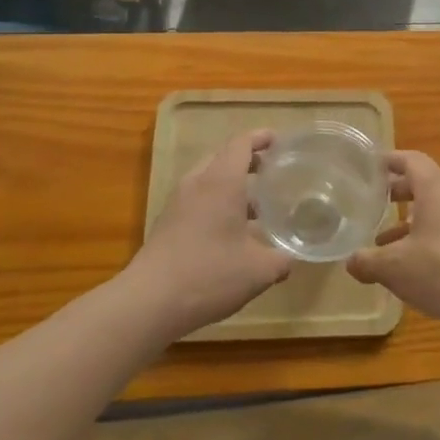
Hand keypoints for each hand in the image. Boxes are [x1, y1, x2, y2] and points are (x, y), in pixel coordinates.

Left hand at [125, 130, 291, 340]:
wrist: (149, 302)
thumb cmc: (210, 275)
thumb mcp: (259, 271)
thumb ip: (281, 260)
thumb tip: (290, 260)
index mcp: (222, 182)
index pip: (241, 144)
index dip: (261, 138)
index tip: (279, 141)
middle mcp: (197, 184)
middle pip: (223, 157)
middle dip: (248, 160)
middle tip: (272, 172)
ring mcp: (178, 203)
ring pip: (208, 179)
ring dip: (231, 184)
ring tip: (256, 206)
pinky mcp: (167, 223)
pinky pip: (197, 199)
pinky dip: (216, 202)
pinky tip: (230, 232)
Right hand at [349, 152, 439, 330]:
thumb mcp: (394, 267)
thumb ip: (368, 261)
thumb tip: (351, 262)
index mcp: (435, 188)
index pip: (411, 160)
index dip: (390, 160)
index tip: (371, 165)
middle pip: (425, 185)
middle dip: (398, 192)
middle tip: (374, 202)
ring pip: (437, 211)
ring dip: (411, 222)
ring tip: (385, 242)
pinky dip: (428, 240)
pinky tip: (414, 267)